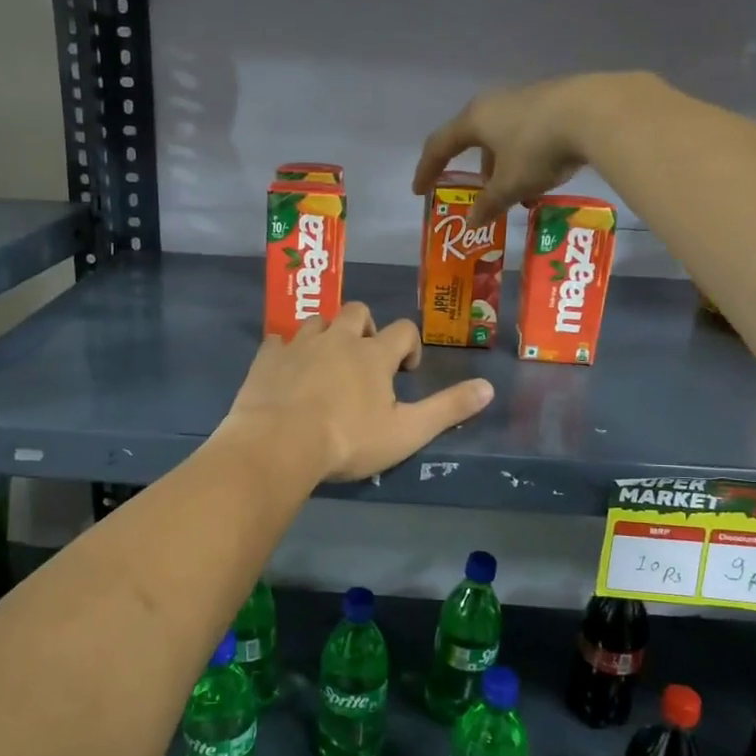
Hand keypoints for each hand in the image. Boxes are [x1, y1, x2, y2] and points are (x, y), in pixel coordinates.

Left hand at [218, 305, 493, 482]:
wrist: (279, 444)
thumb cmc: (348, 439)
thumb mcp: (407, 431)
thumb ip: (448, 408)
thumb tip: (489, 387)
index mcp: (373, 354)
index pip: (403, 330)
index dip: (409, 346)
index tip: (405, 372)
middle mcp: (337, 338)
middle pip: (356, 311)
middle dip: (365, 328)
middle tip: (364, 360)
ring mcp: (299, 345)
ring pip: (317, 321)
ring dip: (326, 334)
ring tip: (326, 363)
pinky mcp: (267, 358)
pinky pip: (278, 341)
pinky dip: (286, 350)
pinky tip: (286, 368)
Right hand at [413, 71, 659, 228]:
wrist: (596, 112)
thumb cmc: (538, 149)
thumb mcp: (509, 185)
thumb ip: (488, 204)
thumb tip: (472, 222)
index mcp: (475, 120)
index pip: (439, 145)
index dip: (427, 169)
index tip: (420, 190)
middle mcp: (496, 103)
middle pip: (474, 138)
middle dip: (475, 169)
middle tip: (478, 192)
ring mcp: (527, 98)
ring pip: (504, 136)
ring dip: (503, 165)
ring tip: (515, 192)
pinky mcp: (555, 101)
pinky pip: (529, 133)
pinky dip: (526, 157)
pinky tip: (542, 175)